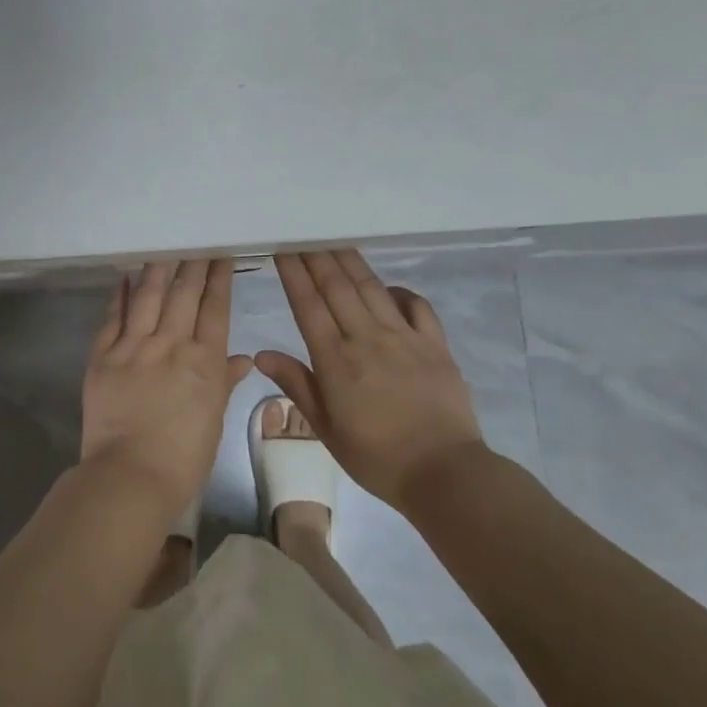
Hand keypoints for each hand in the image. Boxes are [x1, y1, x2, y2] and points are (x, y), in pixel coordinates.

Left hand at [81, 260, 253, 516]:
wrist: (131, 476)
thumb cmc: (183, 458)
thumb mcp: (214, 420)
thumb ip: (224, 383)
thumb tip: (243, 358)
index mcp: (204, 361)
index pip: (215, 308)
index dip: (219, 278)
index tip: (221, 254)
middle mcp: (170, 344)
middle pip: (183, 294)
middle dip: (192, 264)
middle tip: (195, 239)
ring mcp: (134, 347)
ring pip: (148, 297)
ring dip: (157, 269)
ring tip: (163, 247)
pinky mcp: (103, 357)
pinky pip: (112, 318)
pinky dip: (118, 295)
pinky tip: (124, 276)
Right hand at [254, 250, 486, 509]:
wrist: (444, 473)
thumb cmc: (376, 456)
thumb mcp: (326, 428)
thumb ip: (297, 385)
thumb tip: (261, 353)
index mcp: (336, 359)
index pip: (308, 305)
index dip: (294, 274)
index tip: (283, 248)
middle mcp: (367, 338)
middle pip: (337, 287)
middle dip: (317, 257)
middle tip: (303, 233)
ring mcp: (404, 338)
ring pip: (372, 289)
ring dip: (351, 262)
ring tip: (335, 240)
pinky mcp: (435, 345)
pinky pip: (416, 306)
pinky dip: (400, 291)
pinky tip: (388, 287)